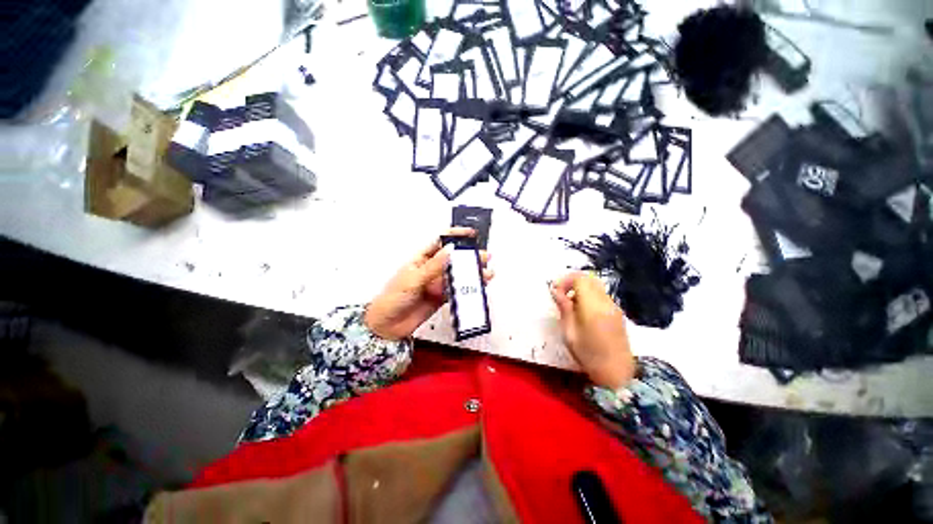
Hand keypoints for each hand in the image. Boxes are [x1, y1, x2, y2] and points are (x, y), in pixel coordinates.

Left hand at [365, 228, 492, 340]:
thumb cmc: (392, 299)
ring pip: (458, 275)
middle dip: (469, 256)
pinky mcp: (441, 297)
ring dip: (472, 273)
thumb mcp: (413, 280)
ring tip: (486, 273)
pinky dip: (468, 288)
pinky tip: (477, 287)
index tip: (470, 234)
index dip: (455, 236)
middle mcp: (431, 269)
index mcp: (421, 259)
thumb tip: (450, 250)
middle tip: (485, 256)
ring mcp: (437, 284)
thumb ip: (433, 267)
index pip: (440, 242)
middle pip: (453, 259)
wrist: (387, 327)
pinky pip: (457, 290)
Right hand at [550, 272, 635, 389]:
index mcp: (593, 306)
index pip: (580, 279)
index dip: (565, 281)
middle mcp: (606, 302)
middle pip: (589, 279)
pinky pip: (601, 295)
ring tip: (570, 304)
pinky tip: (582, 311)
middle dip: (572, 282)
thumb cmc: (588, 355)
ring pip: (596, 286)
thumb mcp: (569, 332)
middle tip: (561, 294)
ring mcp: (614, 307)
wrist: (617, 374)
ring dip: (581, 289)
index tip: (555, 291)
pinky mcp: (617, 313)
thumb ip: (564, 308)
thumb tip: (555, 290)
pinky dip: (589, 296)